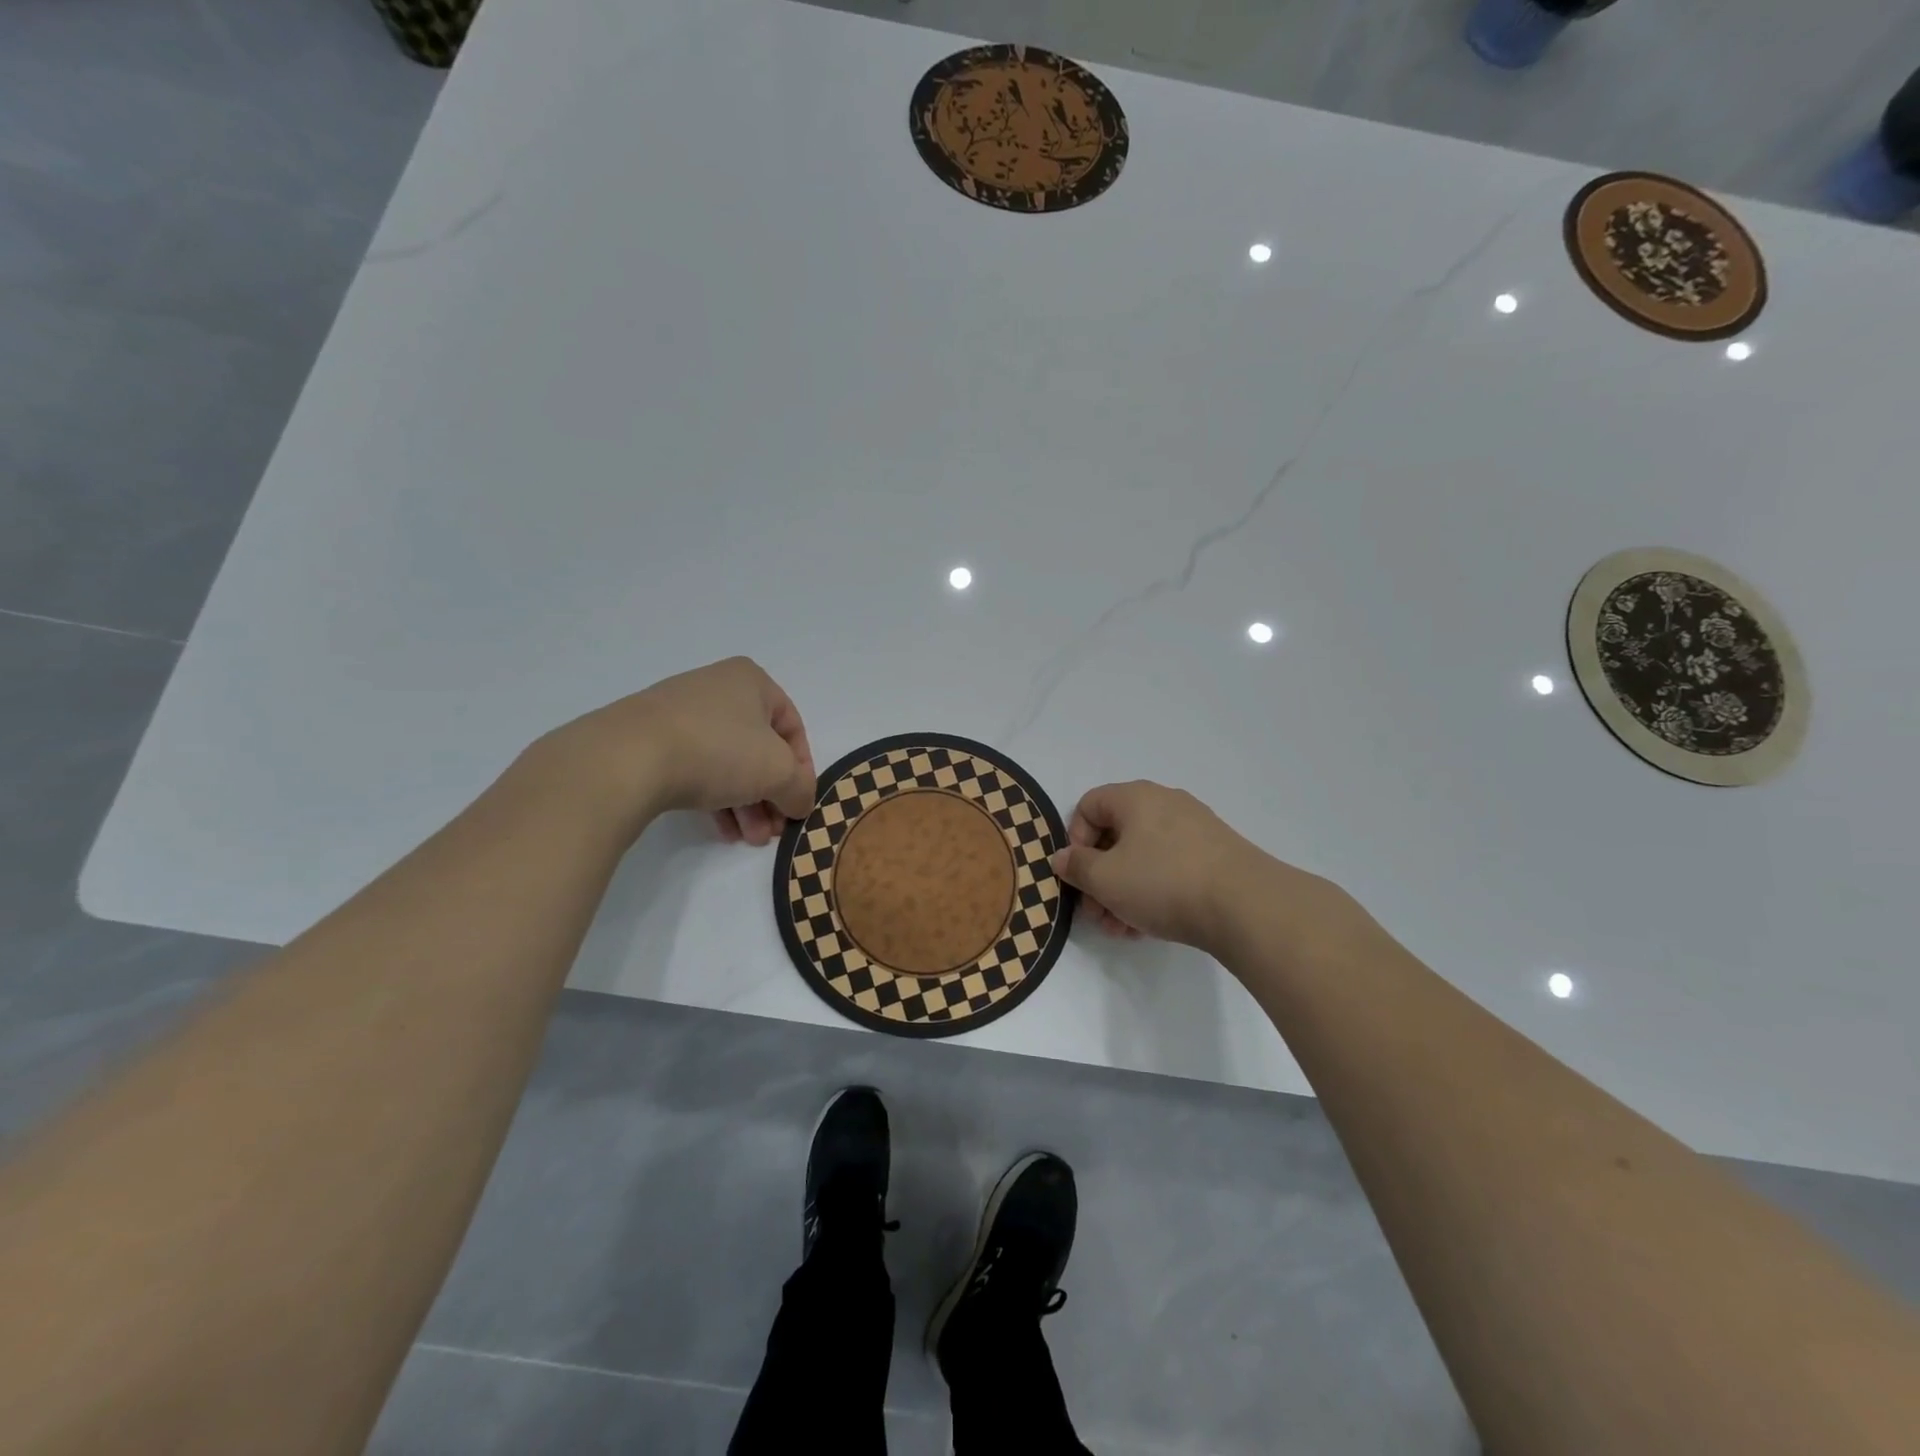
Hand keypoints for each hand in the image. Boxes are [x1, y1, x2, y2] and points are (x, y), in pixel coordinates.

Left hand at [525, 657, 815, 846]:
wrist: (626, 759)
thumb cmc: (718, 750)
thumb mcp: (777, 771)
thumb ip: (800, 787)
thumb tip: (801, 802)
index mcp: (751, 681)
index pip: (792, 727)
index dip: (802, 769)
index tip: (799, 804)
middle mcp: (716, 689)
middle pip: (758, 748)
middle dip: (770, 794)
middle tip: (774, 830)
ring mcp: (679, 713)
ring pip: (727, 762)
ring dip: (746, 804)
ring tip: (749, 839)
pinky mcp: (649, 739)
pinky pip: (696, 768)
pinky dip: (714, 798)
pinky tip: (722, 830)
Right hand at [1051, 781, 1344, 956]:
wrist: (1246, 906)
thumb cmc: (1163, 882)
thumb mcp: (1105, 879)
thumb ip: (1075, 867)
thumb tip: (1062, 857)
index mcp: (1135, 797)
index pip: (1088, 805)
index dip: (1075, 840)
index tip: (1079, 875)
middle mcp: (1165, 803)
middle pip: (1116, 835)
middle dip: (1099, 876)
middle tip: (1097, 913)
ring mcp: (1194, 828)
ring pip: (1143, 856)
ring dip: (1123, 891)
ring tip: (1122, 929)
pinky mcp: (1216, 854)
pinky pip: (1170, 866)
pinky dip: (1153, 891)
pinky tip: (1149, 926)